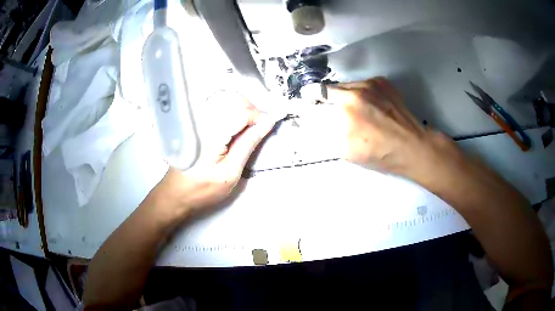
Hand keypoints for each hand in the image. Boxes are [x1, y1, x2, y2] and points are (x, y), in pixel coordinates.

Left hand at [149, 98, 281, 219]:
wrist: (175, 195)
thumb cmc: (202, 189)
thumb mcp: (230, 173)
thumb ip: (248, 144)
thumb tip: (266, 124)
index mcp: (211, 133)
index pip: (241, 111)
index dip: (258, 116)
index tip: (269, 126)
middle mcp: (201, 121)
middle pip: (233, 102)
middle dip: (251, 112)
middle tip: (259, 129)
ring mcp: (196, 121)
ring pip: (226, 103)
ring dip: (241, 113)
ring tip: (248, 131)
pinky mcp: (194, 124)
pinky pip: (217, 110)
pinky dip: (231, 116)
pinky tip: (233, 131)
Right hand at [304, 77, 459, 180]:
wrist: (412, 146)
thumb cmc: (380, 154)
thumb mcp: (347, 151)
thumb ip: (328, 133)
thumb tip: (315, 121)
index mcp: (347, 109)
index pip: (318, 98)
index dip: (310, 102)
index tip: (308, 105)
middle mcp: (357, 91)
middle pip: (330, 88)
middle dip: (328, 99)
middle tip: (334, 111)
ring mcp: (371, 84)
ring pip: (346, 85)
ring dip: (344, 95)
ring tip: (356, 110)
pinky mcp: (382, 82)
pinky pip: (362, 83)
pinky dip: (360, 92)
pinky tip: (369, 105)